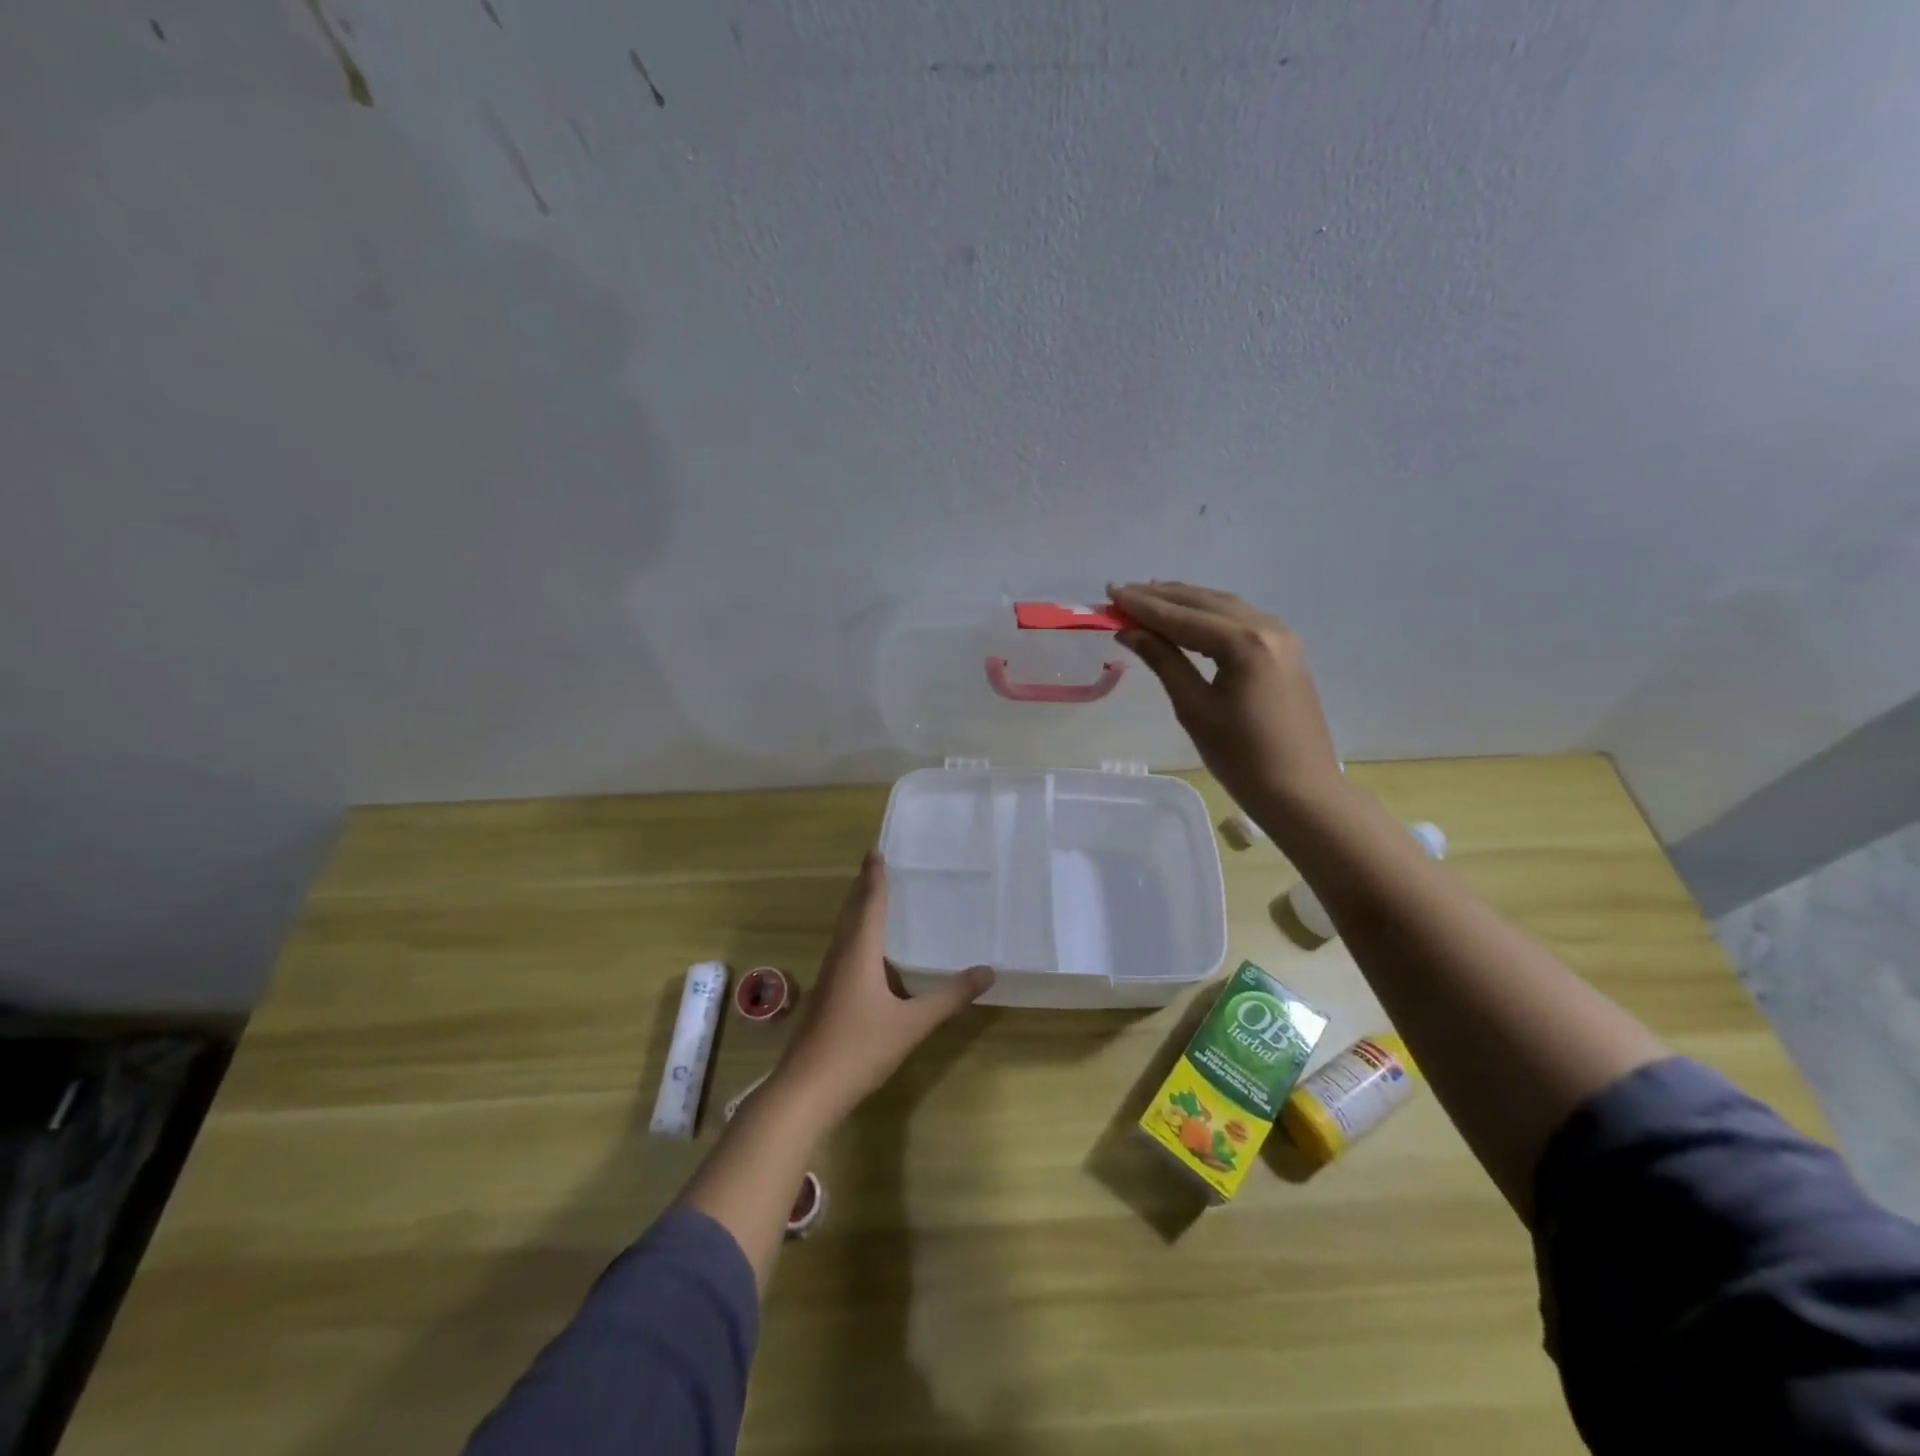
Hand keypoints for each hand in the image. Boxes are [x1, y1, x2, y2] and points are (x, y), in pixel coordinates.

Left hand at [774, 851, 993, 1120]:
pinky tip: (866, 950)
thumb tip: (987, 971)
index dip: (874, 878)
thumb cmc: (859, 1049)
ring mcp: (828, 977)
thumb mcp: (912, 1024)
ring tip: (872, 897)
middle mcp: (840, 956)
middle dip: (863, 887)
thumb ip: (949, 998)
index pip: (869, 904)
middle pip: (851, 912)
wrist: (806, 1090)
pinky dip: (855, 934)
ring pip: (843, 931)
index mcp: (858, 953)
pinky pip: (842, 949)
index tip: (876, 851)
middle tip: (876, 865)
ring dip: (857, 910)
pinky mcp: (825, 996)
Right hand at [1110, 581, 1344, 816]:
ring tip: (1147, 597)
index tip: (1110, 592)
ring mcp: (1281, 636)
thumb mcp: (1194, 709)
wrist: (1301, 791)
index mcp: (1244, 643)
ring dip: (1184, 600)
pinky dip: (1207, 613)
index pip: (1182, 617)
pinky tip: (1187, 617)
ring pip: (1223, 606)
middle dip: (1160, 597)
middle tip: (1121, 592)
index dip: (1142, 605)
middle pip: (1204, 602)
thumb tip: (1129, 631)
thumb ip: (1163, 662)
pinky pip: (1238, 619)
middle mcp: (1266, 627)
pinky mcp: (1284, 650)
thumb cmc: (1242, 758)